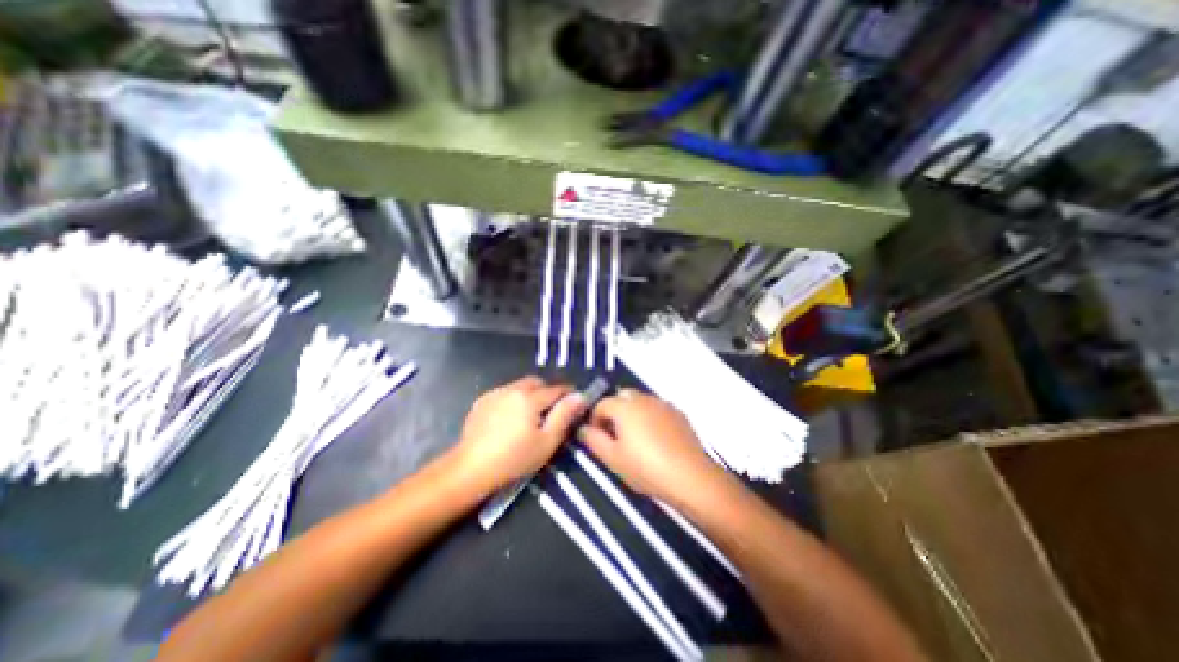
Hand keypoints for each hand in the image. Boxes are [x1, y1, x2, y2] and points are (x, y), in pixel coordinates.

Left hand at [450, 377, 586, 495]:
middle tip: (550, 412)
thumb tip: (579, 396)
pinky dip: (512, 400)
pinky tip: (509, 420)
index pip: (555, 389)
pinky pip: (504, 394)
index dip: (568, 394)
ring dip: (528, 395)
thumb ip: (564, 416)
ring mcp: (494, 394)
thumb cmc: (514, 459)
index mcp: (529, 398)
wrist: (470, 470)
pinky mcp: (481, 402)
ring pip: (519, 386)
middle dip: (546, 391)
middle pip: (536, 382)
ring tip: (529, 417)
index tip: (575, 402)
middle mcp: (511, 389)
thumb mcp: (546, 441)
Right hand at [576, 389, 724, 507]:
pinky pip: (657, 409)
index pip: (602, 404)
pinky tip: (655, 439)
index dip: (595, 419)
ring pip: (640, 402)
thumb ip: (593, 439)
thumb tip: (582, 428)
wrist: (690, 477)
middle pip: (622, 398)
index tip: (597, 437)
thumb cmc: (645, 467)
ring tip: (635, 439)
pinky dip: (650, 417)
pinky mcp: (678, 413)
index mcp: (625, 406)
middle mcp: (644, 398)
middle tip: (615, 437)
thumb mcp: (612, 458)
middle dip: (614, 413)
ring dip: (632, 414)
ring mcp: (663, 404)